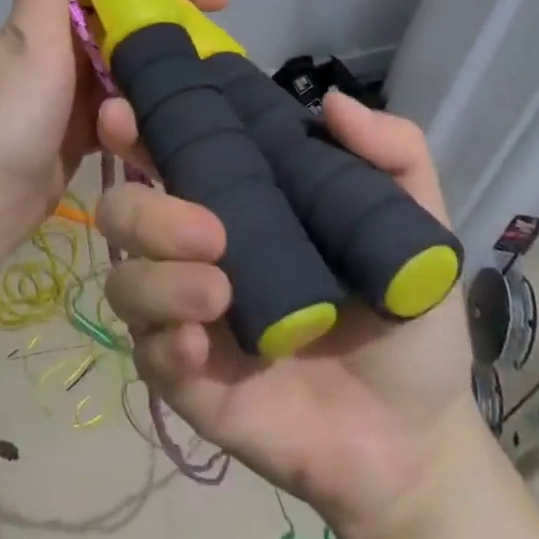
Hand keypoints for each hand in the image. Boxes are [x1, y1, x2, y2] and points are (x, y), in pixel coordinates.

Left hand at [0, 0, 227, 251]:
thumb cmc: (13, 113)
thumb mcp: (31, 37)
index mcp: (50, 18)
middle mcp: (63, 46)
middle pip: (129, 26)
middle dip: (174, 30)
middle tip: (225, 47)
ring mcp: (74, 89)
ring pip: (131, 67)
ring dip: (164, 72)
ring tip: (213, 84)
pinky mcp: (84, 127)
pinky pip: (125, 106)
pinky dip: (148, 106)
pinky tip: (180, 114)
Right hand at [101, 92, 476, 530]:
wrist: (414, 436)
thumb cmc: (402, 320)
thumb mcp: (415, 229)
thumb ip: (393, 155)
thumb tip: (331, 103)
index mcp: (234, 205)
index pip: (165, 156)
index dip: (134, 131)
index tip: (124, 115)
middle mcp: (193, 252)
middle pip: (123, 213)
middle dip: (147, 212)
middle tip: (210, 231)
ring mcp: (183, 316)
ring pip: (124, 280)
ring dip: (159, 279)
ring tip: (219, 293)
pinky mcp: (184, 379)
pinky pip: (146, 352)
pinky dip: (164, 341)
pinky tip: (200, 346)